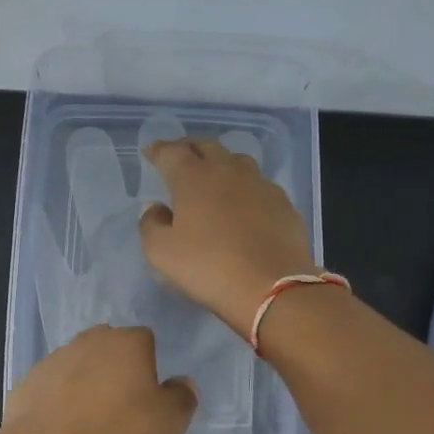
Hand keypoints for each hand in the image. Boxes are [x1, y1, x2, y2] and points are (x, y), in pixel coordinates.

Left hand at [0, 325, 196, 433]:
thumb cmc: (119, 433)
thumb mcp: (170, 422)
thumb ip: (182, 397)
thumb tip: (182, 383)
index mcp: (128, 342)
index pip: (145, 339)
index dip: (149, 364)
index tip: (148, 394)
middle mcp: (90, 340)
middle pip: (109, 346)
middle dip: (115, 367)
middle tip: (121, 404)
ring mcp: (54, 358)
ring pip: (77, 364)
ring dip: (85, 382)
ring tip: (89, 420)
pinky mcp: (27, 381)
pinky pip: (52, 386)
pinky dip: (58, 400)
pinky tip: (62, 428)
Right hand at [138, 138, 319, 335]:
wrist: (272, 287)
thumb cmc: (208, 267)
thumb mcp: (161, 252)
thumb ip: (151, 224)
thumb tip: (155, 208)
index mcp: (193, 178)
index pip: (171, 152)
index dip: (158, 150)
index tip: (150, 153)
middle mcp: (228, 171)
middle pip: (206, 147)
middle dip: (189, 149)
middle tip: (180, 160)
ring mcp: (260, 185)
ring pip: (237, 161)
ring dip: (220, 164)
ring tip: (213, 178)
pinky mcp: (283, 203)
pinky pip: (259, 185)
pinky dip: (245, 188)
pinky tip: (244, 206)